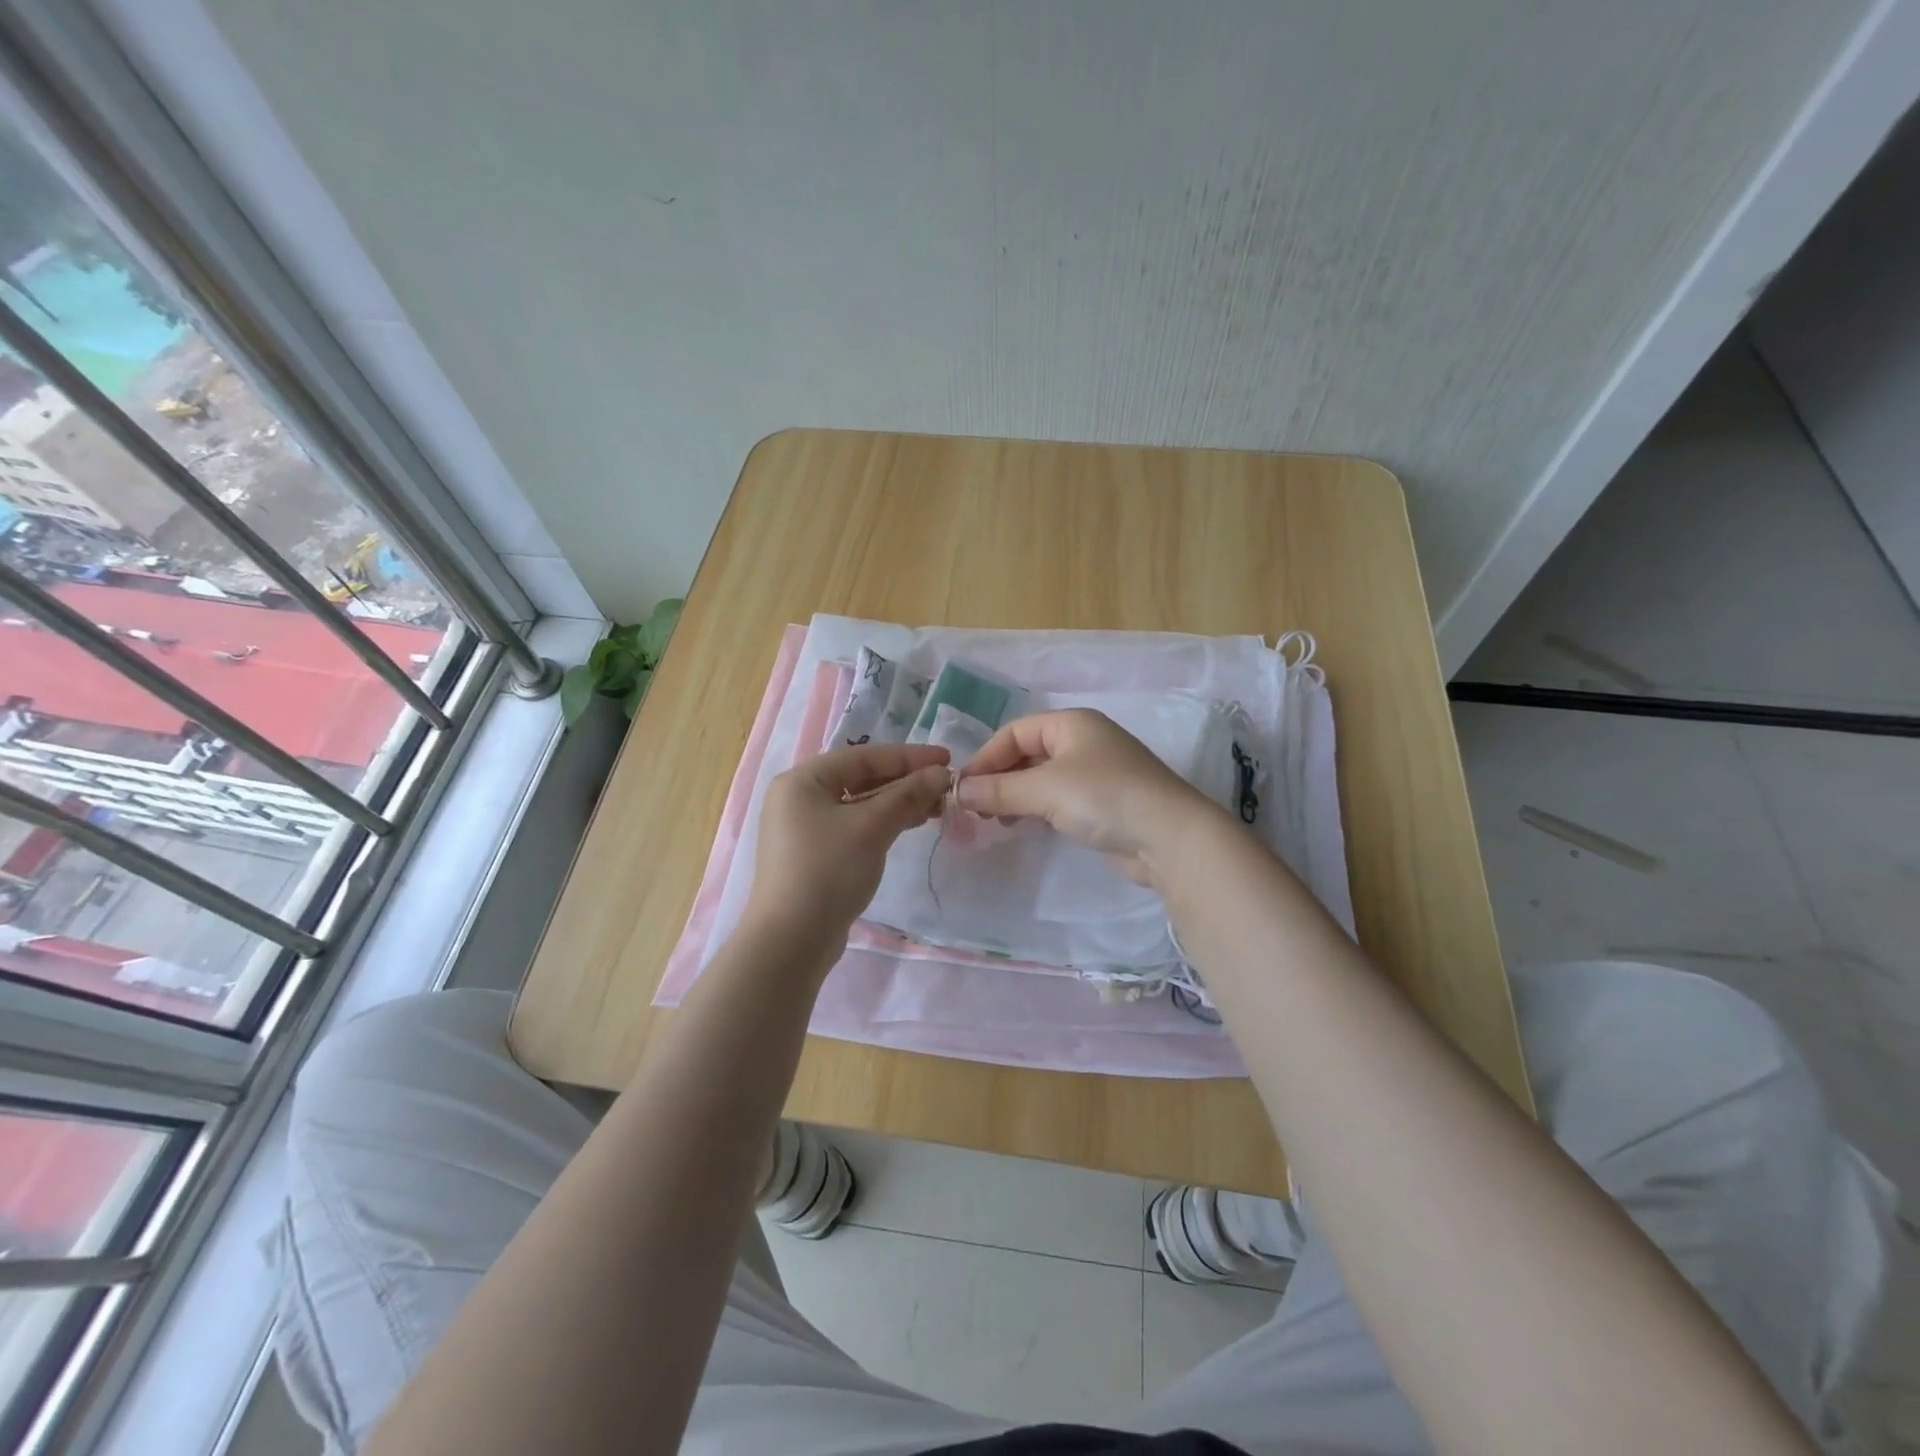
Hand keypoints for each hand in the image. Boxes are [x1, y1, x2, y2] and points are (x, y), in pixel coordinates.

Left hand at [744, 743, 951, 946]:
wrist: (791, 942)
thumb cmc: (828, 871)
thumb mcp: (872, 827)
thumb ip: (908, 795)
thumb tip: (942, 773)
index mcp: (803, 780)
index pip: (864, 757)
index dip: (909, 756)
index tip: (947, 758)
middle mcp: (799, 797)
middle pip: (861, 778)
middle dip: (905, 781)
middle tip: (945, 786)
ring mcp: (804, 828)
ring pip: (859, 804)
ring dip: (897, 802)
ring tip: (936, 806)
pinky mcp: (814, 854)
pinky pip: (854, 825)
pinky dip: (882, 822)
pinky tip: (909, 824)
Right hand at [955, 709, 1216, 887]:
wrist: (1169, 837)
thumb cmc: (1103, 797)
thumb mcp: (1044, 789)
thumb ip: (999, 789)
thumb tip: (959, 791)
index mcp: (1071, 723)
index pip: (1014, 732)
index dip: (986, 757)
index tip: (963, 788)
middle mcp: (1083, 741)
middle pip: (1026, 753)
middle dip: (998, 778)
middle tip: (976, 808)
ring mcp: (1095, 772)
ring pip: (1041, 778)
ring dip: (1014, 796)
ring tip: (995, 820)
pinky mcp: (1102, 803)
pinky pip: (1058, 798)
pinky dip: (1035, 809)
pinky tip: (1023, 826)